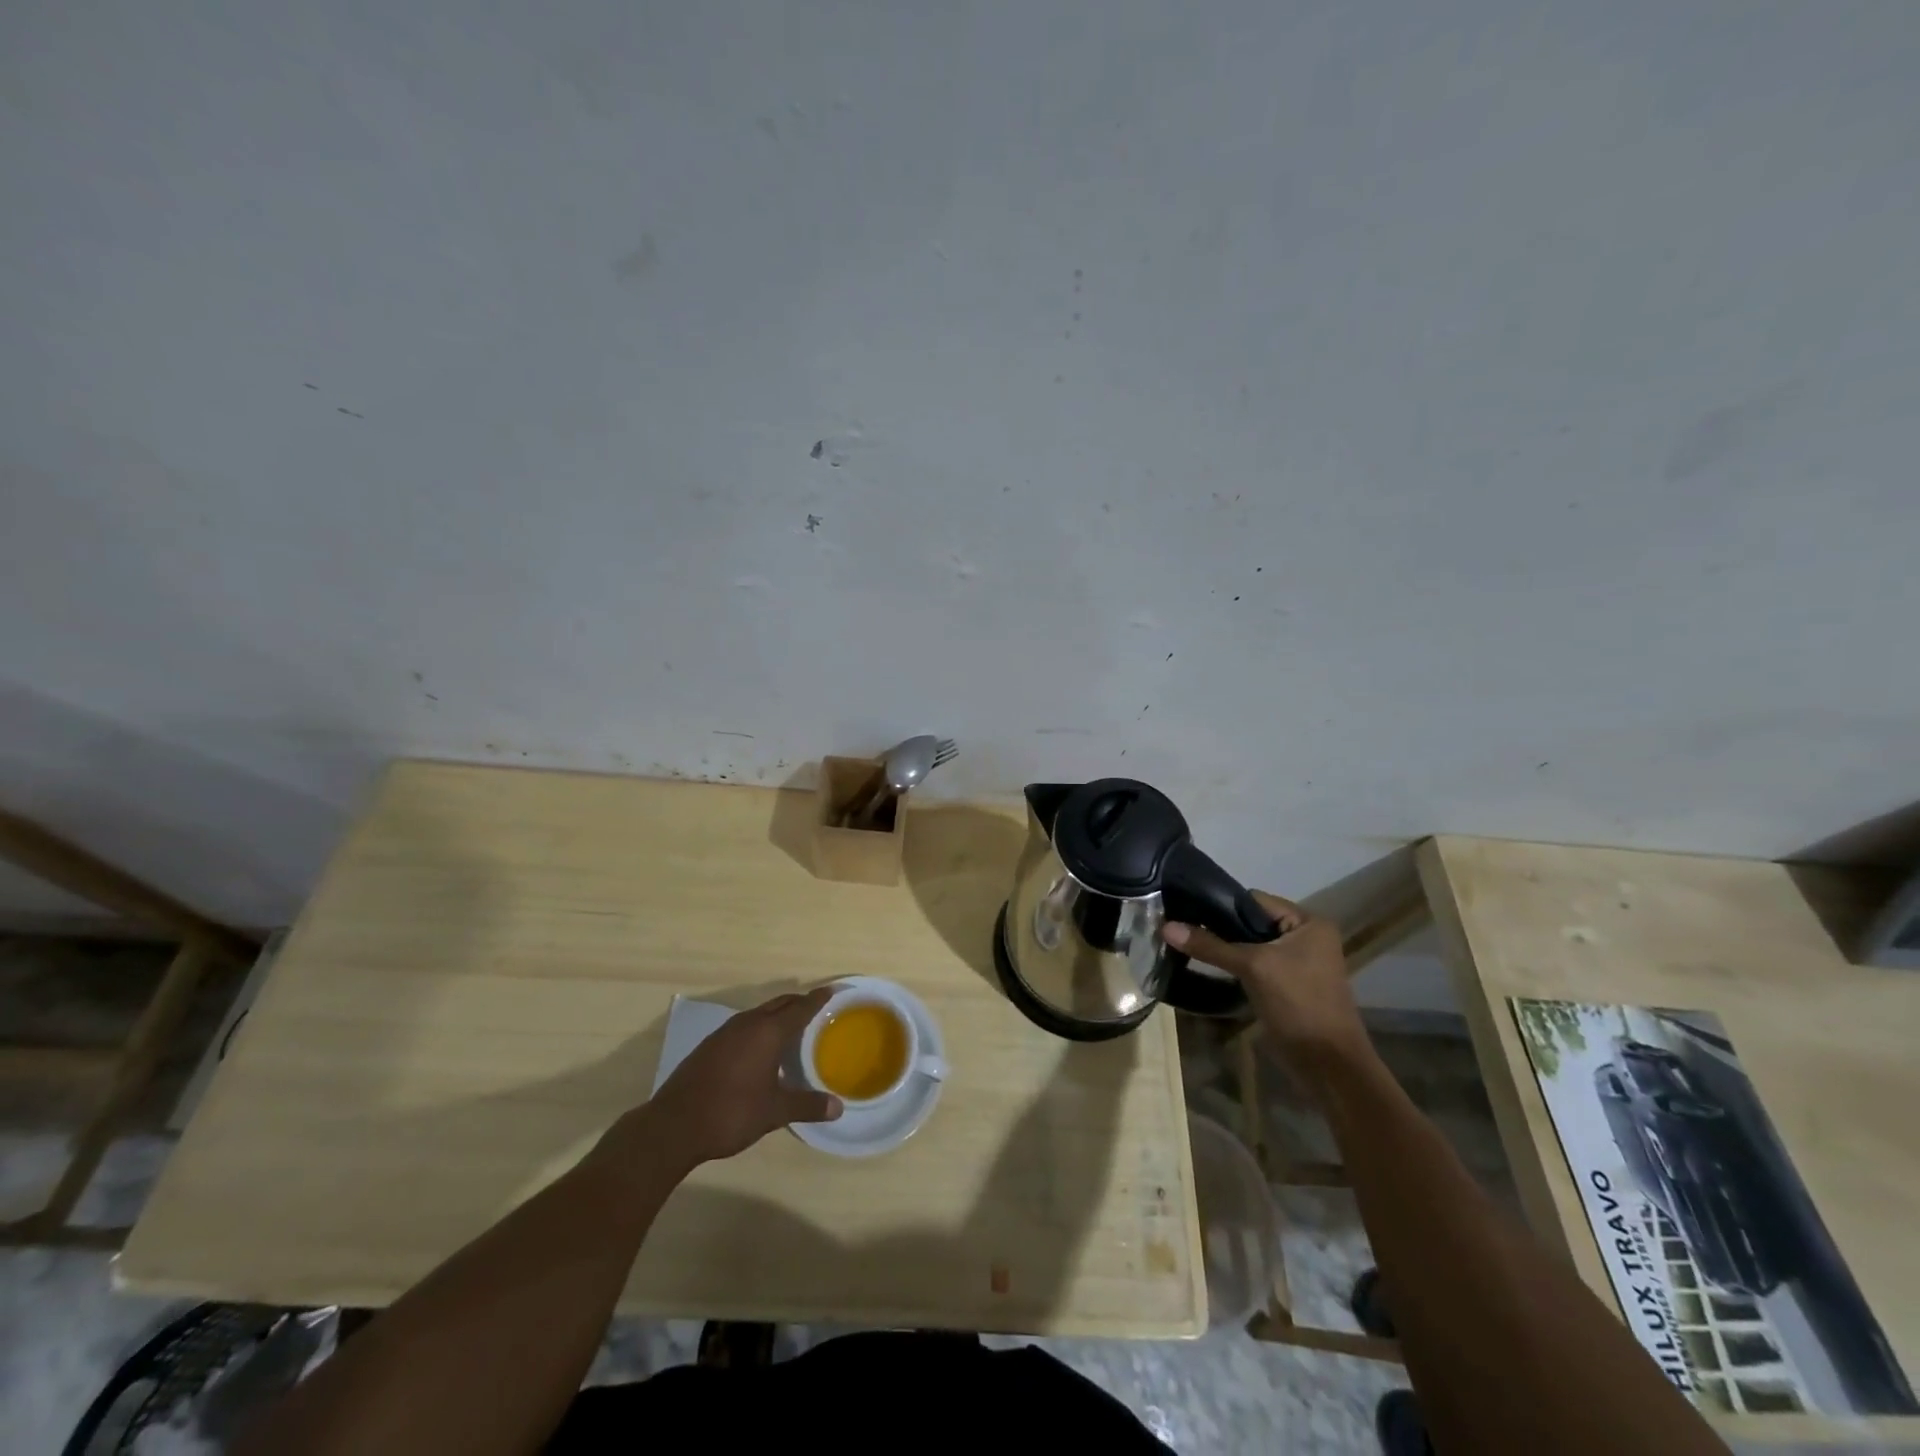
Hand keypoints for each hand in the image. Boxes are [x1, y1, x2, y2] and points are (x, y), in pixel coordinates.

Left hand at [641, 988, 842, 1170]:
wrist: (673, 1126)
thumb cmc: (731, 1113)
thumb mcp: (774, 1112)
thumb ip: (807, 1105)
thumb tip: (838, 1107)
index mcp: (768, 1032)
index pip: (800, 1007)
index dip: (819, 999)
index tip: (834, 991)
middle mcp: (748, 1024)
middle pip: (780, 1004)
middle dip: (800, 1003)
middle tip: (818, 1008)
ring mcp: (725, 1033)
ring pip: (760, 1013)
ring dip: (778, 1015)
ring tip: (793, 1027)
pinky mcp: (710, 1045)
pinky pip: (744, 1026)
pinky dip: (760, 1028)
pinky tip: (760, 1048)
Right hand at [1164, 893, 1370, 1070]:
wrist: (1328, 1066)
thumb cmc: (1299, 1004)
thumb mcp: (1253, 968)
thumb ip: (1211, 945)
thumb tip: (1166, 926)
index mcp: (1308, 922)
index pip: (1254, 900)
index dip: (1220, 904)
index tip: (1184, 908)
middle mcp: (1304, 936)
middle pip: (1250, 922)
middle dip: (1218, 927)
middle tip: (1180, 927)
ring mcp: (1295, 962)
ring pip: (1249, 945)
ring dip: (1223, 947)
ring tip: (1185, 943)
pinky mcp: (1285, 985)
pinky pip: (1252, 965)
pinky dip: (1232, 966)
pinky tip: (1204, 965)